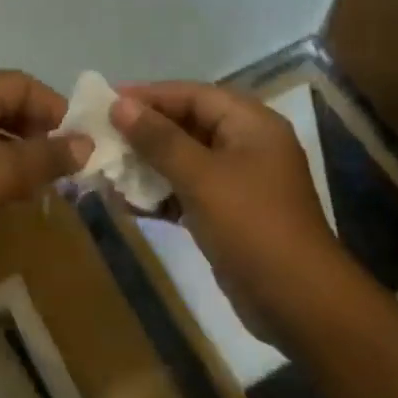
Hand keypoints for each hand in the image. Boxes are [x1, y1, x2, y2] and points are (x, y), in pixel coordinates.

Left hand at [0, 70, 90, 266]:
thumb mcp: (6, 171)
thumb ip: (50, 155)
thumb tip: (88, 144)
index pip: (22, 84)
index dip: (54, 107)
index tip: (78, 139)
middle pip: (9, 106)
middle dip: (40, 132)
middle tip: (65, 163)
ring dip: (24, 154)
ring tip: (46, 182)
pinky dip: (2, 170)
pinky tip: (16, 196)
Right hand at [112, 82, 340, 325]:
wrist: (298, 302)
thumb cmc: (251, 226)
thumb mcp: (201, 177)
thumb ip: (159, 139)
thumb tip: (120, 104)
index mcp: (251, 124)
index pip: (193, 95)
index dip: (149, 95)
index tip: (106, 100)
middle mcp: (246, 145)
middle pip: (187, 125)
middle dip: (143, 131)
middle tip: (99, 135)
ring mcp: (237, 182)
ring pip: (183, 160)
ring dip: (146, 164)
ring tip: (104, 167)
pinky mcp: (227, 214)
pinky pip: (186, 191)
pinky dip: (158, 194)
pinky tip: (124, 202)